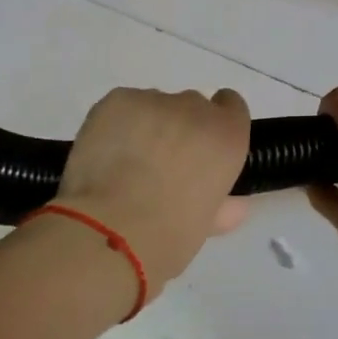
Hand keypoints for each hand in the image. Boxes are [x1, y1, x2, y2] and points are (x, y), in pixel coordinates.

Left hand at [53, 87, 252, 298]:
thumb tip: (232, 205)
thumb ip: (222, 206)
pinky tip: (105, 155)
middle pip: (190, 106)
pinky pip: (122, 107)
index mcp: (226, 138)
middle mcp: (195, 109)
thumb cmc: (168, 237)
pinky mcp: (116, 101)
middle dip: (178, 129)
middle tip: (159, 166)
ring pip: (153, 106)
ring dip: (146, 127)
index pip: (231, 107)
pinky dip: (116, 125)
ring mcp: (152, 101)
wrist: (111, 229)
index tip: (201, 148)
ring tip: (125, 164)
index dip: (215, 125)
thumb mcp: (205, 225)